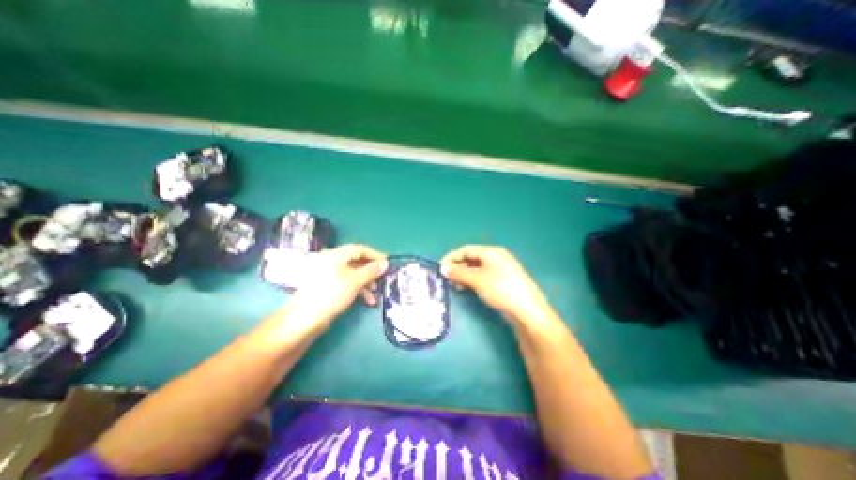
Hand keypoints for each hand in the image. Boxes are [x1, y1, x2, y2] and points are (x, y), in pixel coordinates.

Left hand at [268, 244, 386, 336]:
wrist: (304, 319)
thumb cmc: (331, 294)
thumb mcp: (354, 281)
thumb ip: (371, 271)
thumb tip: (385, 263)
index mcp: (335, 255)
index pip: (359, 249)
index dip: (374, 254)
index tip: (386, 263)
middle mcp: (331, 261)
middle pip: (356, 261)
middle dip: (371, 271)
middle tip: (382, 279)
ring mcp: (328, 274)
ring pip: (352, 274)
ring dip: (366, 282)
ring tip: (375, 294)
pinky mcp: (327, 287)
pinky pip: (346, 283)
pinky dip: (357, 289)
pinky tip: (366, 301)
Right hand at [441, 247, 547, 321]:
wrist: (527, 310)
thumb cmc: (501, 289)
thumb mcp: (477, 279)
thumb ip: (459, 272)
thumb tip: (443, 268)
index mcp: (491, 252)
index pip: (467, 249)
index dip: (452, 257)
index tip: (440, 268)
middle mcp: (496, 258)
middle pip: (471, 258)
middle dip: (457, 267)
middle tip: (446, 278)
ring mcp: (500, 270)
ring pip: (476, 269)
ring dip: (463, 275)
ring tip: (454, 285)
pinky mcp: (502, 282)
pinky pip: (482, 277)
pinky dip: (472, 281)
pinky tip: (465, 288)